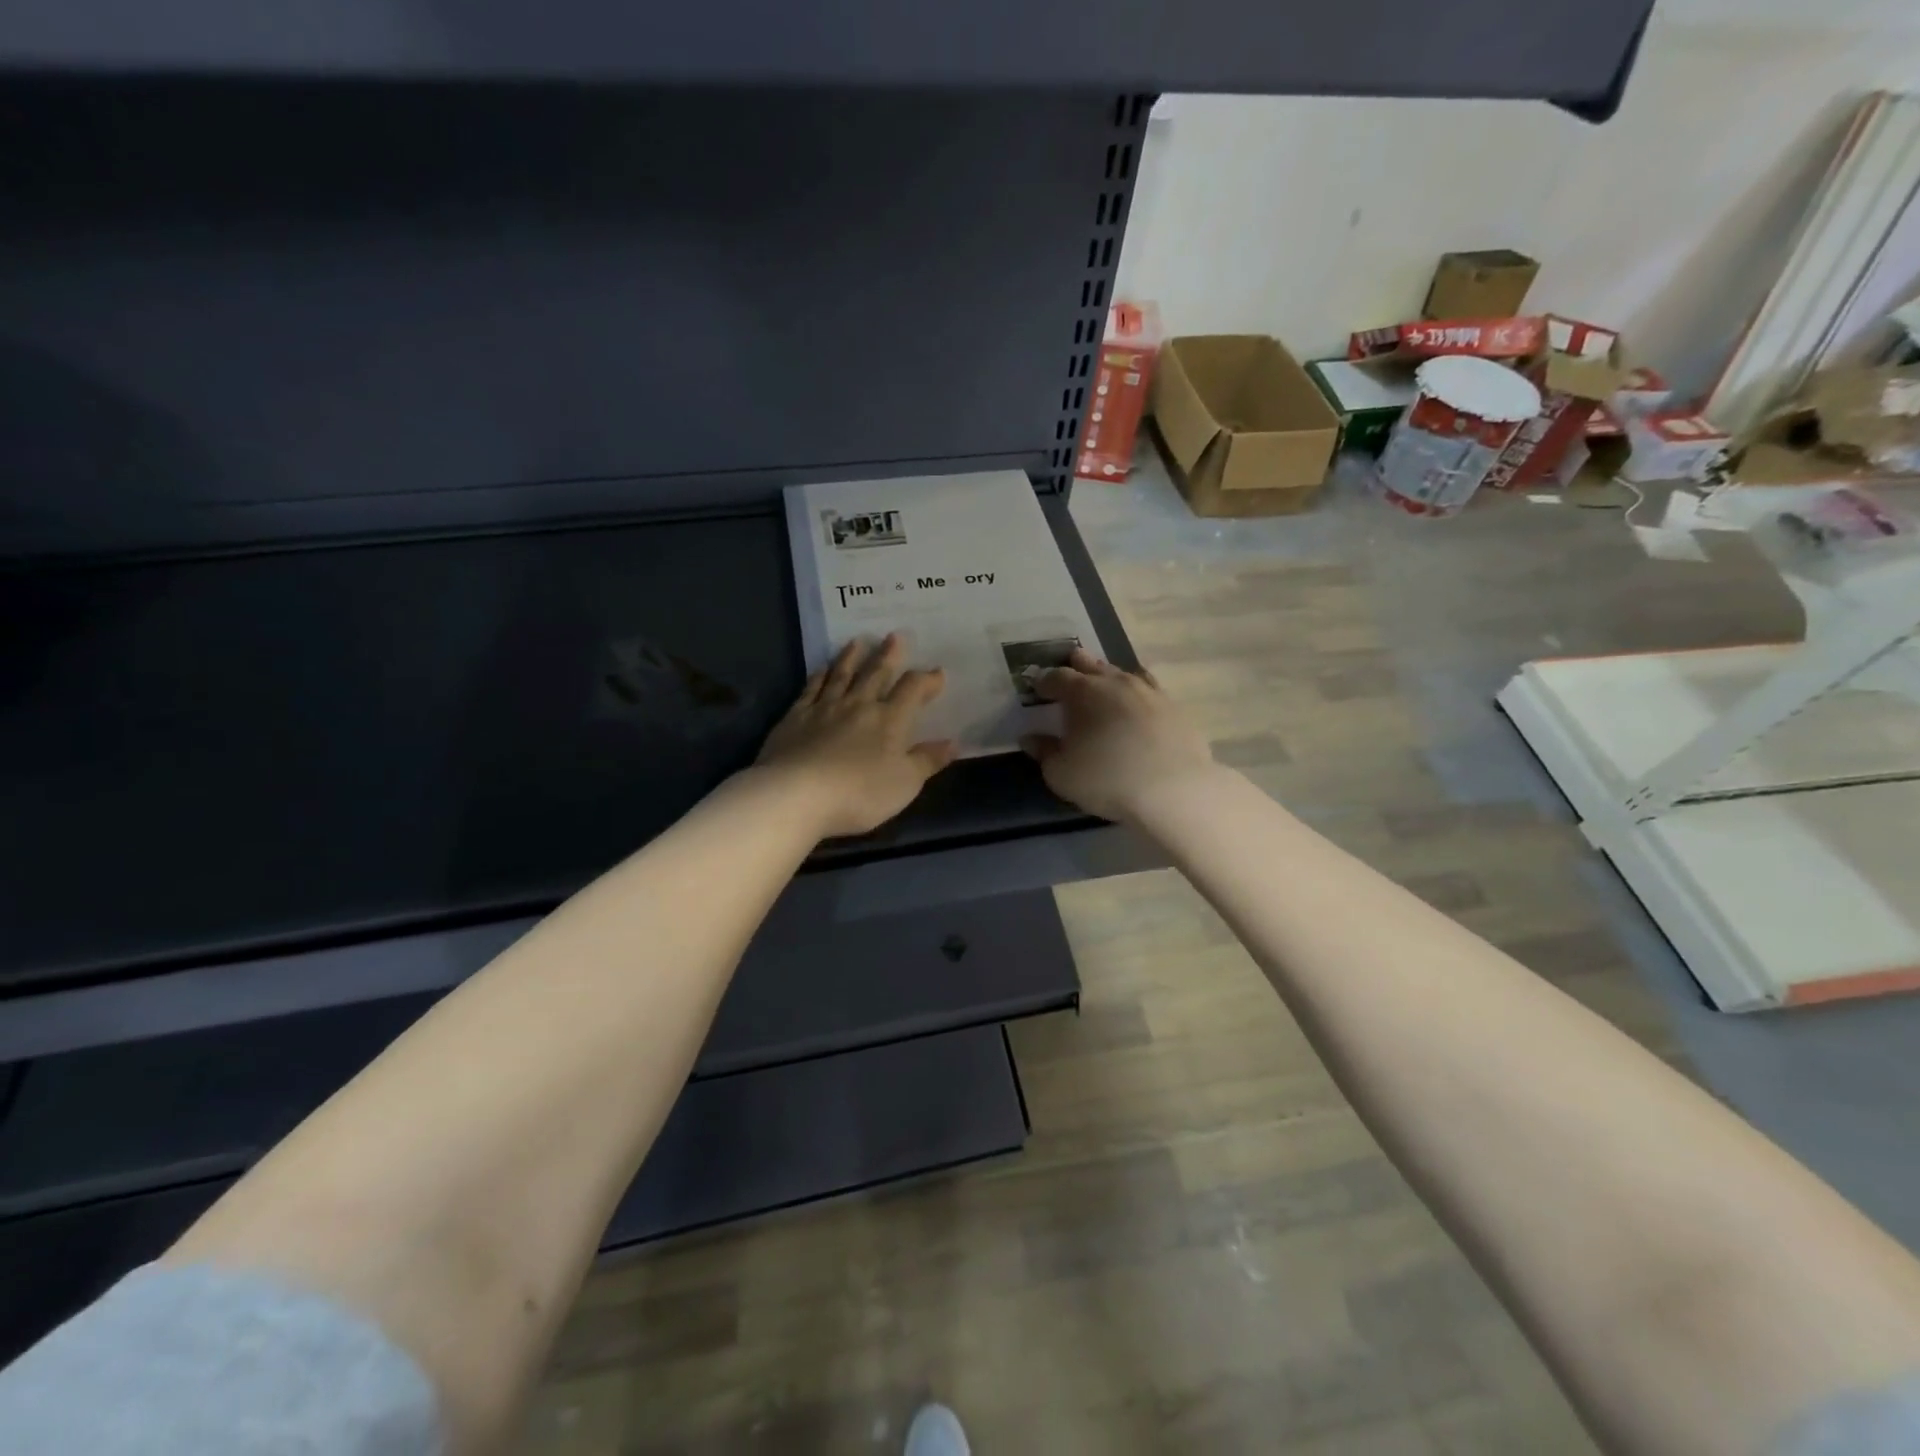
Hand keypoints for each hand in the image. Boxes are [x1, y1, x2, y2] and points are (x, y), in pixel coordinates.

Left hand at [756, 634, 958, 838]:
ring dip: (852, 657)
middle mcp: (858, 705)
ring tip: (858, 641)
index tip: (938, 673)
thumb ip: (928, 761)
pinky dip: (819, 676)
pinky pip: (811, 688)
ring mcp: (824, 708)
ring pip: (842, 675)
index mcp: (889, 720)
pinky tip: (822, 668)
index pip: (912, 691)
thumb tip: (952, 743)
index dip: (927, 680)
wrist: (797, 795)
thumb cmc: (859, 793)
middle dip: (889, 655)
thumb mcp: (905, 783)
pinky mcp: (795, 717)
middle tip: (895, 636)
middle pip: (876, 673)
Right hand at [1022, 649, 1218, 821]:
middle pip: (1093, 666)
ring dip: (1110, 675)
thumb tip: (1030, 738)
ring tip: (1105, 678)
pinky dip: (1139, 692)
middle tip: (1072, 660)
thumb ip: (1044, 752)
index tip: (1037, 686)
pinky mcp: (1175, 709)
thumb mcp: (1061, 774)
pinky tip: (1140, 699)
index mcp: (1084, 693)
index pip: (1058, 678)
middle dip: (1079, 664)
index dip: (1045, 681)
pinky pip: (1151, 691)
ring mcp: (1150, 693)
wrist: (1173, 790)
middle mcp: (1117, 684)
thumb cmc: (1106, 780)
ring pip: (1124, 674)